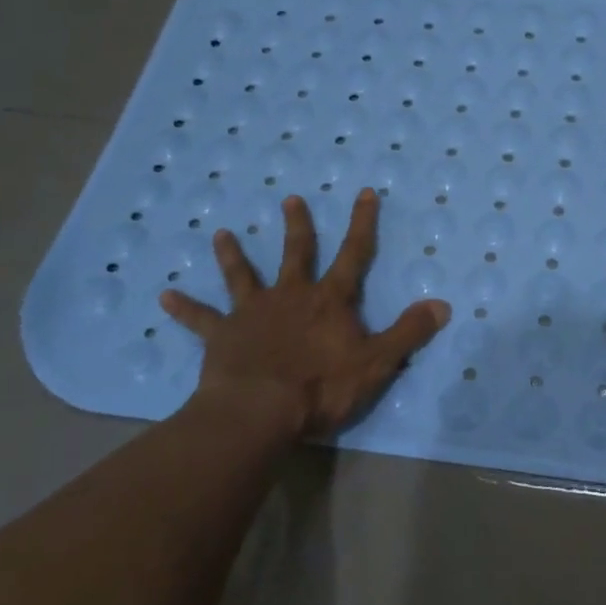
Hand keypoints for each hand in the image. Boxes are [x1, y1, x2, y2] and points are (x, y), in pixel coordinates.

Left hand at [158, 189, 449, 445]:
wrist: (259, 411)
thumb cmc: (321, 387)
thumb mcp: (377, 363)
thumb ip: (408, 333)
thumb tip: (443, 305)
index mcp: (329, 301)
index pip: (353, 255)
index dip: (362, 224)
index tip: (364, 193)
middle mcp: (290, 297)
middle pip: (295, 254)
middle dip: (298, 226)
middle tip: (290, 199)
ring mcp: (252, 314)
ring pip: (243, 276)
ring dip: (233, 255)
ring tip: (221, 234)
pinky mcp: (222, 337)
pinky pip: (200, 320)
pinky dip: (183, 309)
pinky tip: (162, 297)